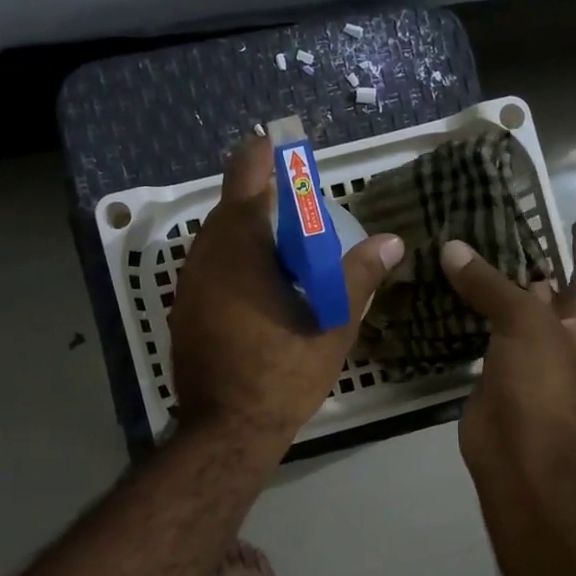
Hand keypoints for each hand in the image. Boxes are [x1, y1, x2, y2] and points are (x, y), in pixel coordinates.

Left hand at [171, 134, 404, 450]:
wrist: (225, 430)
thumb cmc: (281, 376)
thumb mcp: (331, 326)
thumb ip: (358, 277)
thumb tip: (391, 241)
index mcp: (240, 247)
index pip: (245, 175)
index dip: (263, 154)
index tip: (283, 145)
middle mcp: (205, 255)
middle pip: (232, 206)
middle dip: (265, 199)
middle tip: (304, 210)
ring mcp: (188, 283)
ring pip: (219, 238)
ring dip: (251, 232)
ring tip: (291, 250)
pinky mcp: (183, 308)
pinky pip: (211, 265)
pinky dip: (237, 260)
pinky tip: (265, 285)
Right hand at [441, 214, 575, 479]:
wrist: (518, 451)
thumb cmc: (539, 383)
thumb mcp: (523, 322)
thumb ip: (489, 283)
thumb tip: (452, 248)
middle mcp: (557, 336)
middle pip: (548, 290)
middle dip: (532, 261)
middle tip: (502, 226)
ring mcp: (524, 356)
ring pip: (509, 311)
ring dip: (492, 287)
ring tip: (466, 251)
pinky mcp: (493, 372)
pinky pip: (480, 334)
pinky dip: (466, 315)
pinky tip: (444, 294)